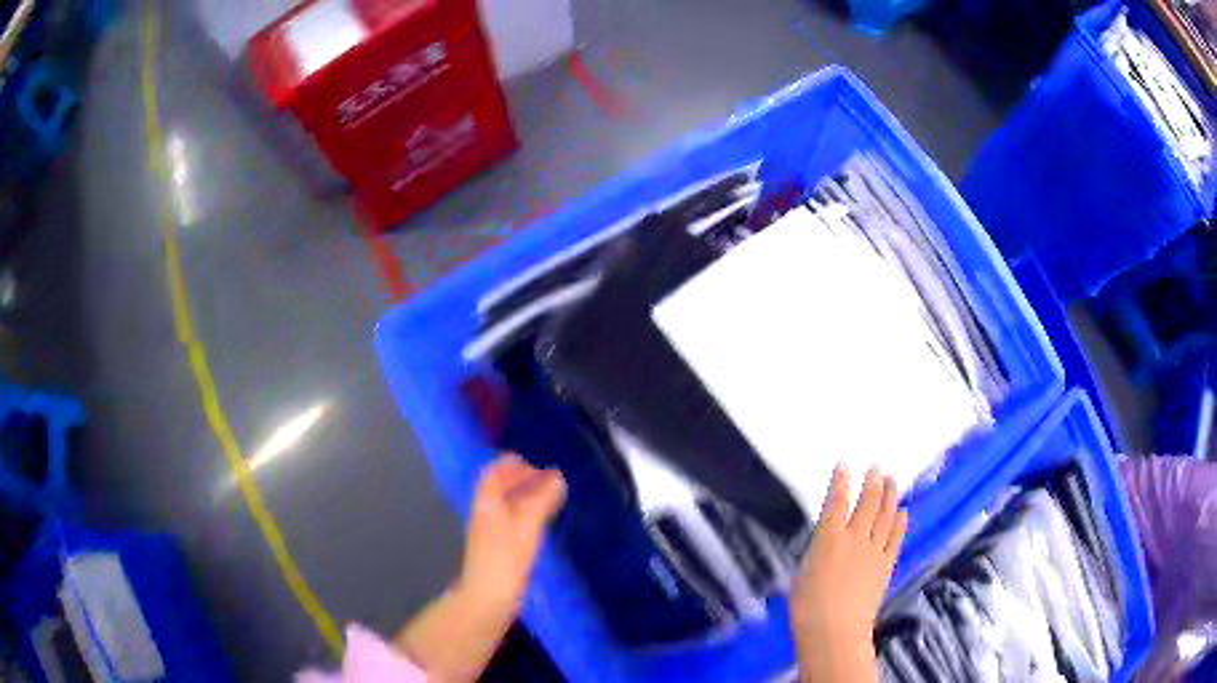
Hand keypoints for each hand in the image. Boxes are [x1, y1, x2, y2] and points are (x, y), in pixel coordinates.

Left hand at [458, 453, 566, 616]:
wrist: (487, 599)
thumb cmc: (506, 559)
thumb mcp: (527, 526)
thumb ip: (541, 500)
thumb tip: (556, 477)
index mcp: (487, 505)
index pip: (492, 476)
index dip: (507, 465)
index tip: (528, 461)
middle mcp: (484, 515)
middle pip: (497, 490)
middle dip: (518, 480)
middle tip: (544, 478)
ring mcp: (489, 534)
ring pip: (504, 506)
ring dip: (522, 497)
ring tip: (546, 497)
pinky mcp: (496, 551)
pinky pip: (509, 522)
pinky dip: (524, 514)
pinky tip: (538, 524)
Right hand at [791, 466, 907, 681]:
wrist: (836, 631)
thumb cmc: (807, 607)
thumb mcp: (802, 573)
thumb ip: (817, 552)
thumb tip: (827, 542)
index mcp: (828, 538)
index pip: (836, 502)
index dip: (841, 481)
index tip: (845, 464)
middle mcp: (854, 538)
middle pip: (867, 503)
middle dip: (871, 481)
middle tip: (876, 466)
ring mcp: (874, 551)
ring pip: (885, 515)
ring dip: (889, 495)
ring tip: (892, 479)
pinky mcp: (886, 564)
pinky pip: (895, 537)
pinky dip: (900, 522)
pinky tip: (903, 511)